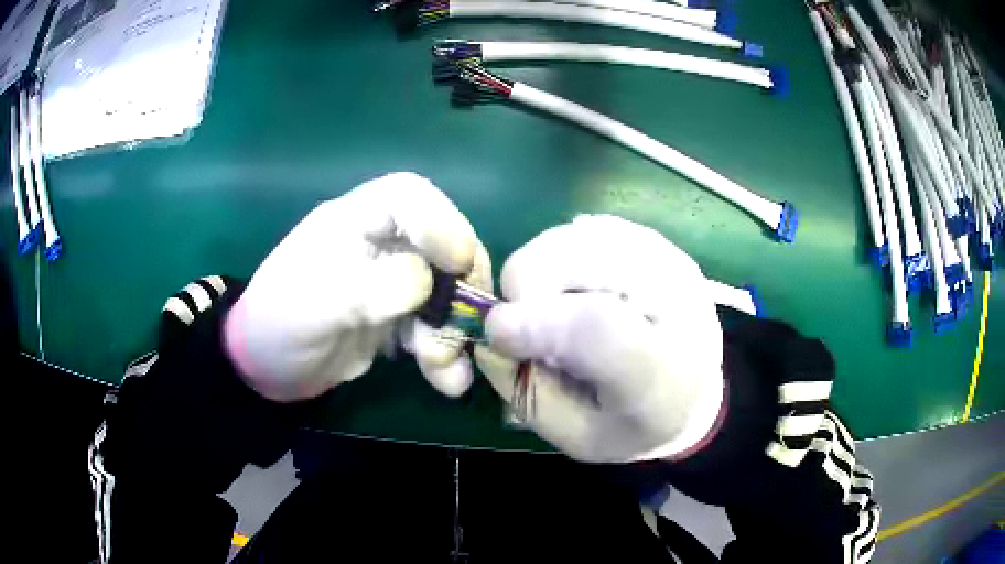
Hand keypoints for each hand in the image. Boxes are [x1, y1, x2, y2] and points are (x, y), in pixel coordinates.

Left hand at [225, 172, 490, 401]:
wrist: (269, 368)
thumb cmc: (280, 325)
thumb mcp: (316, 303)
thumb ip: (370, 286)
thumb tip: (424, 282)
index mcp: (354, 221)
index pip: (409, 196)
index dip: (442, 222)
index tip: (458, 264)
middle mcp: (381, 242)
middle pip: (442, 242)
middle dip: (460, 285)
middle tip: (468, 323)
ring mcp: (393, 280)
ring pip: (447, 288)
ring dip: (454, 328)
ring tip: (445, 367)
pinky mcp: (399, 315)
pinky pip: (435, 324)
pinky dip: (446, 352)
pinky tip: (448, 380)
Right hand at [474, 215, 724, 462]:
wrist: (697, 396)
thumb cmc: (634, 425)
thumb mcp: (577, 437)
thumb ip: (528, 390)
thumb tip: (493, 329)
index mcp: (661, 373)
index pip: (597, 328)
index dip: (535, 322)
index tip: (497, 333)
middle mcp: (675, 300)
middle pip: (578, 257)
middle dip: (530, 290)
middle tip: (535, 328)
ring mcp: (668, 259)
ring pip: (574, 235)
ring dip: (545, 272)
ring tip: (560, 311)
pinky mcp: (657, 241)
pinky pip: (585, 230)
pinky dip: (563, 257)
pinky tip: (580, 289)